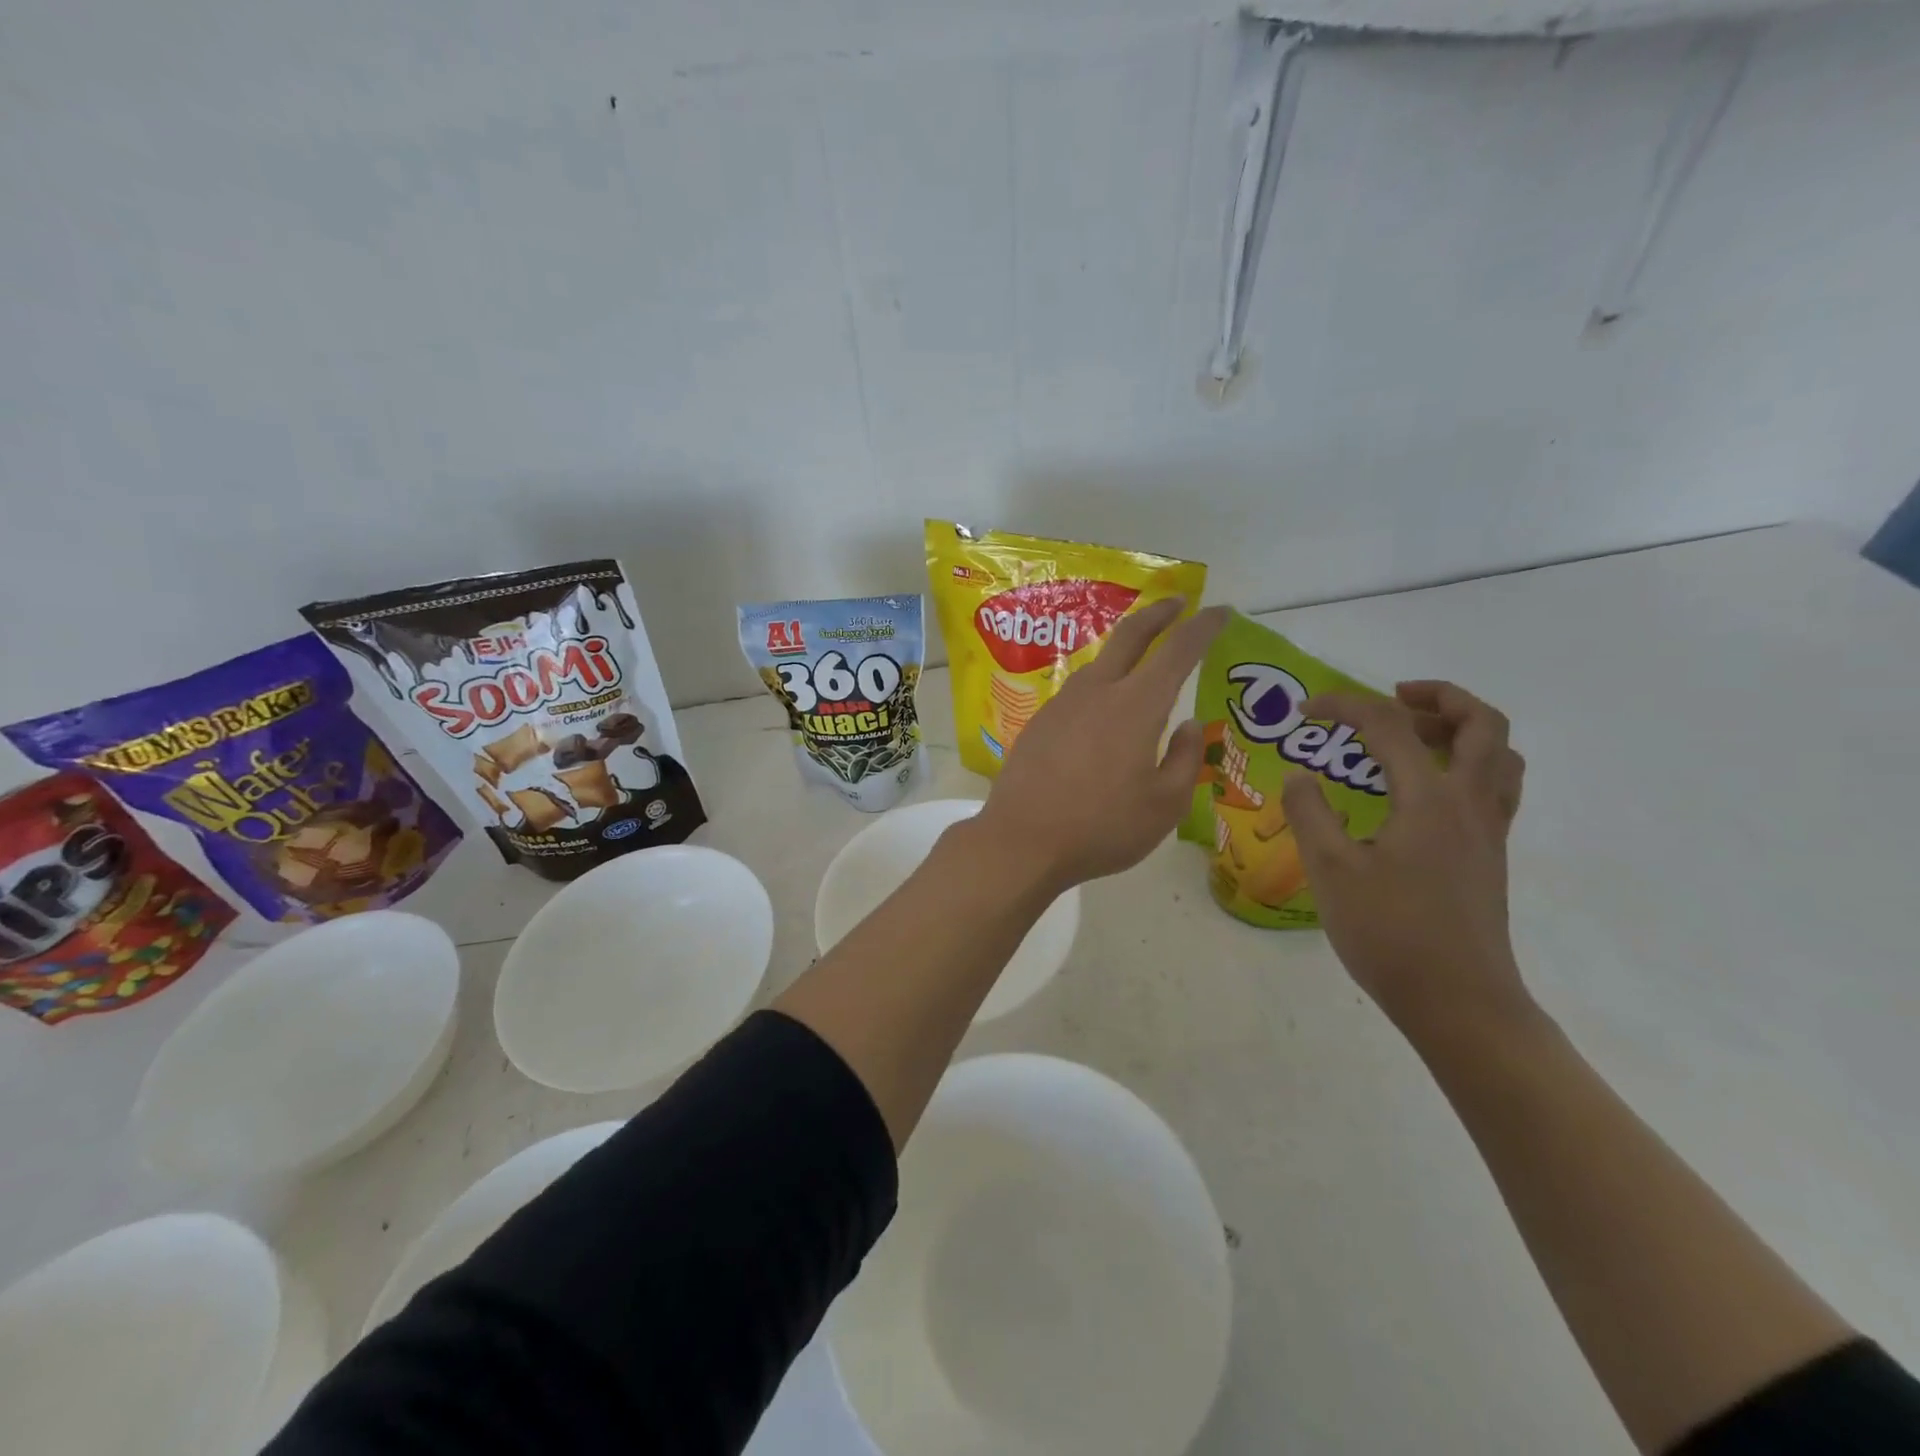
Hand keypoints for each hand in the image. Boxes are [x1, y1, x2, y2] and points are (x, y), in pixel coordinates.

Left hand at [973, 599, 1229, 894]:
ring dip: (1126, 649)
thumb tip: (1190, 726)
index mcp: (1136, 705)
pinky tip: (1103, 708)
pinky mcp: (1039, 722)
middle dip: (1159, 613)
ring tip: (1143, 659)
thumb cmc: (1102, 827)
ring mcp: (1062, 703)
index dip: (1202, 627)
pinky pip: (1079, 691)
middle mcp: (1097, 691)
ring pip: (1100, 663)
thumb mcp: (1165, 805)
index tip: (1219, 611)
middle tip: (1178, 604)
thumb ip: (1185, 759)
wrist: (1021, 841)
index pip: (1177, 650)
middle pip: (1130, 635)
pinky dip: (1102, 683)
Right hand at [1280, 680, 1530, 1038]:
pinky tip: (1423, 791)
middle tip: (1391, 698)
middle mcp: (1470, 804)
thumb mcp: (1330, 870)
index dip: (1345, 706)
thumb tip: (1300, 776)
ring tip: (1413, 736)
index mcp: (1430, 799)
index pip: (1390, 726)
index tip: (1306, 710)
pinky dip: (1467, 765)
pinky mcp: (1489, 856)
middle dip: (1438, 697)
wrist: (1459, 1003)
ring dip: (1461, 729)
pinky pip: (1495, 787)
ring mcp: (1488, 831)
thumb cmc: (1390, 934)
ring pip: (1499, 755)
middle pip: (1481, 725)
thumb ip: (1310, 813)